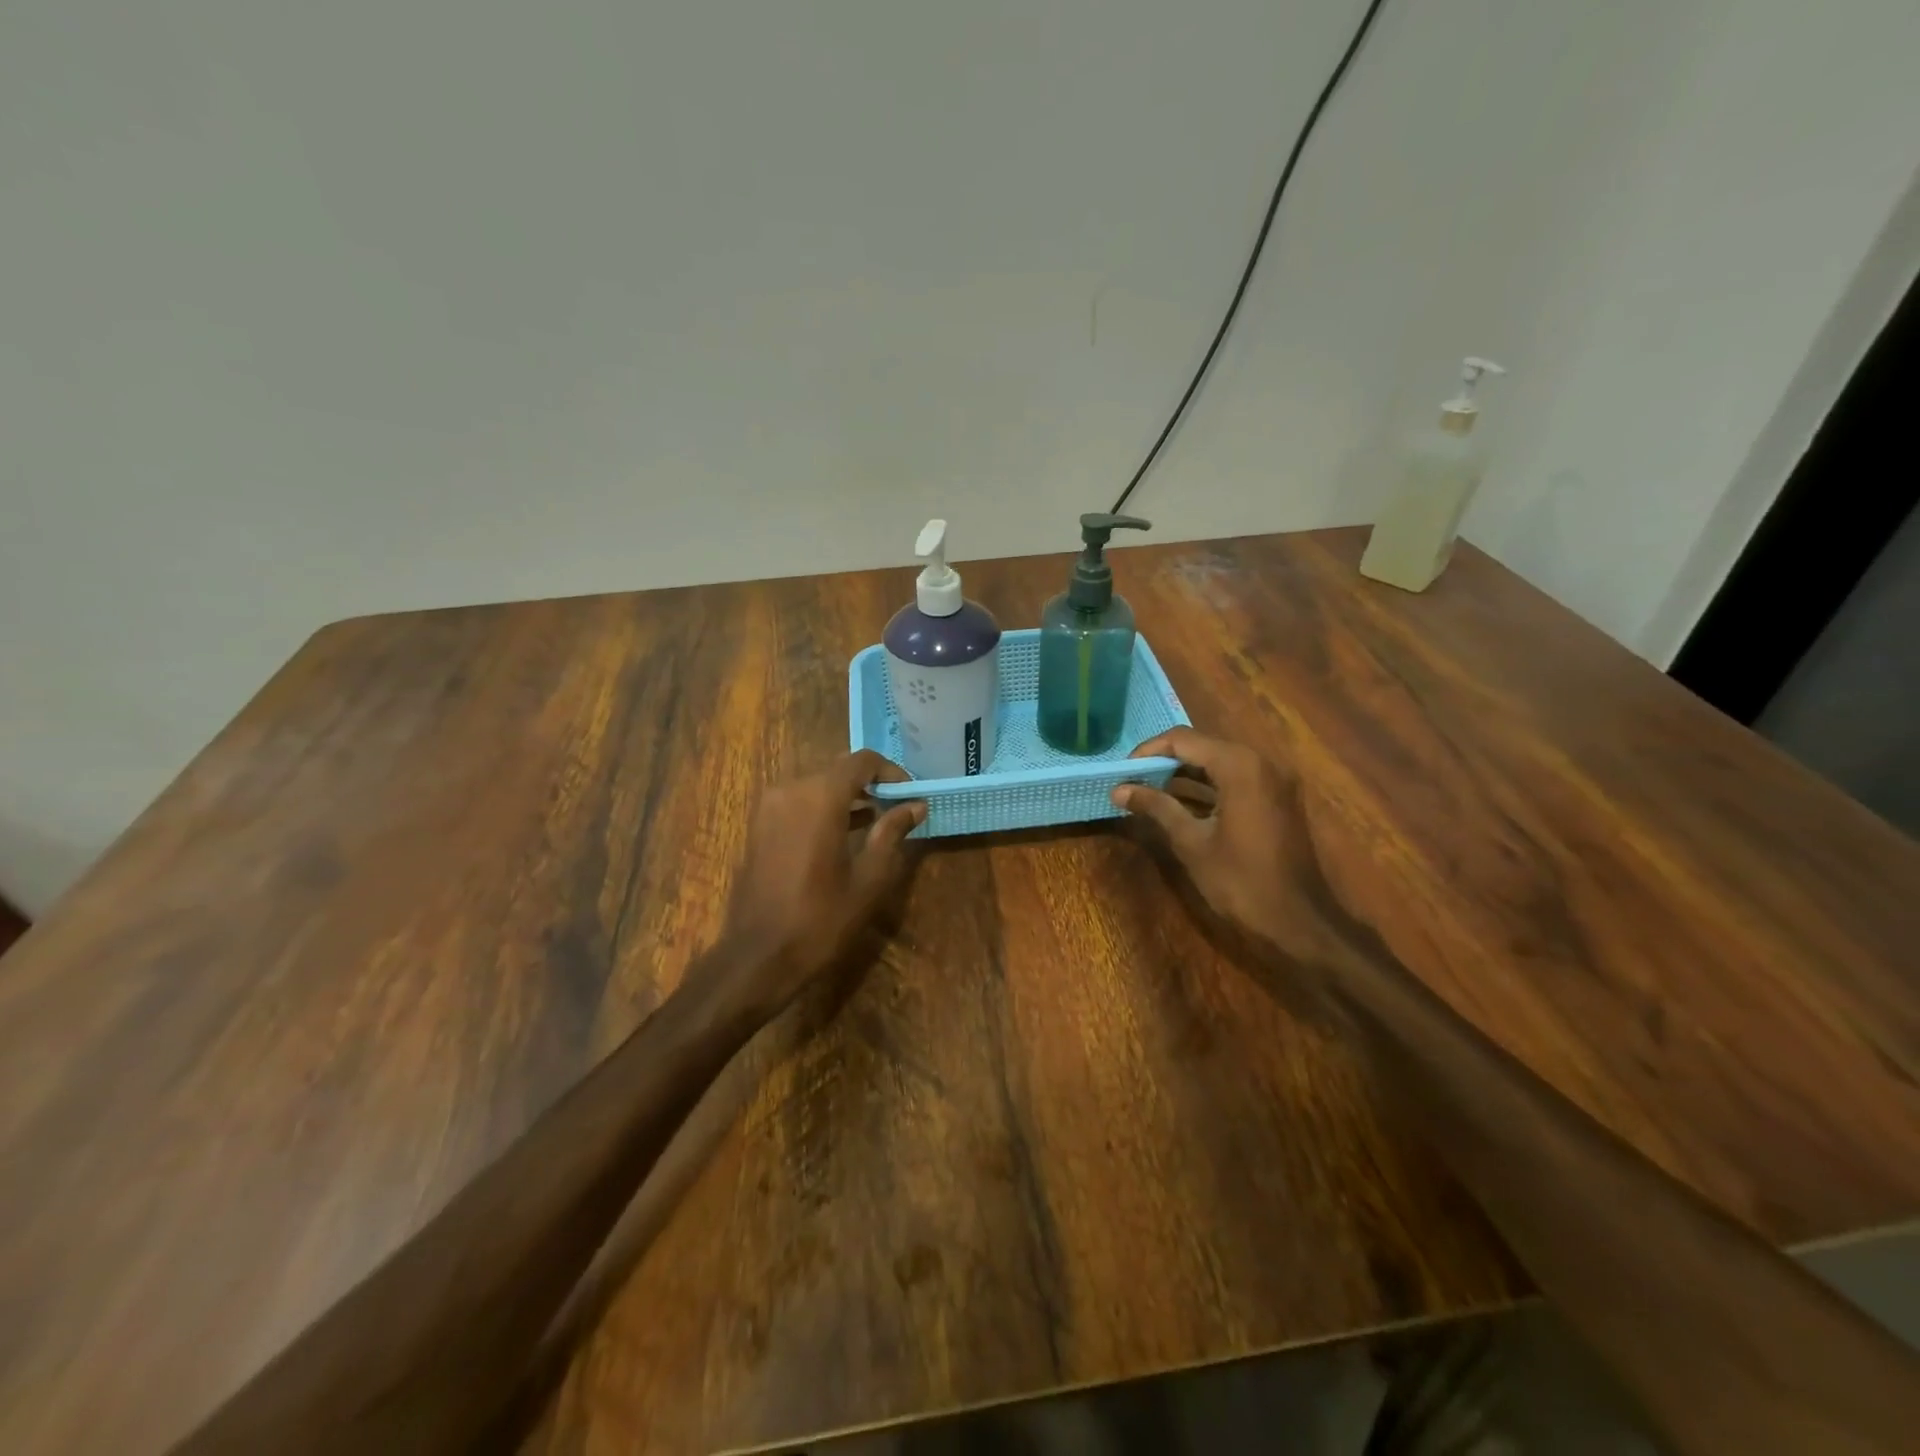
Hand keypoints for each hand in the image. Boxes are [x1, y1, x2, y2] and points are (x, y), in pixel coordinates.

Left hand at [707, 750, 924, 1022]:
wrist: (758, 957)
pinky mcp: (758, 825)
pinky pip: (798, 802)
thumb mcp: (869, 878)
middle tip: (897, 809)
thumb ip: (892, 833)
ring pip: (817, 785)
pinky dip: (823, 808)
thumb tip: (915, 805)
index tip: (910, 794)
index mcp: (820, 797)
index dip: (891, 772)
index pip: (862, 761)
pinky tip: (843, 834)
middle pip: (838, 770)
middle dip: (870, 784)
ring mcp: (769, 807)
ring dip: (847, 797)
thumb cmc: (821, 919)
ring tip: (876, 822)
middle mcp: (790, 790)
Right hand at [1111, 728, 1334, 965]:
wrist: (1300, 922)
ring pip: (1218, 761)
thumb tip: (1119, 789)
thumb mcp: (1191, 842)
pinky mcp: (1277, 798)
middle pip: (1202, 746)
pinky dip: (1207, 785)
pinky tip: (1180, 803)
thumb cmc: (1241, 881)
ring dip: (1184, 773)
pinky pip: (1235, 778)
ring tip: (1148, 790)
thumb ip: (1156, 807)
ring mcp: (1273, 780)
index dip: (1148, 751)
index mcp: (1239, 766)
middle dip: (1164, 761)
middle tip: (1132, 780)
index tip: (1122, 772)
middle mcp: (1260, 762)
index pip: (1183, 740)